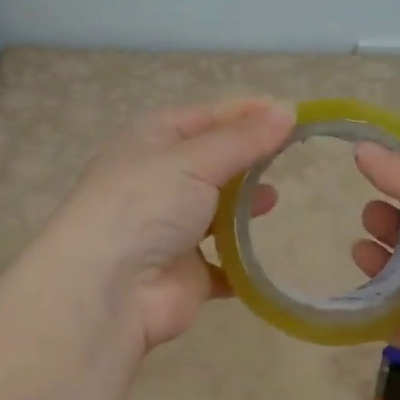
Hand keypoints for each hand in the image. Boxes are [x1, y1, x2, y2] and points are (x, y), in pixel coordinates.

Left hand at [51, 98, 295, 350]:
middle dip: (247, 161)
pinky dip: (244, 262)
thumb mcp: (194, 160)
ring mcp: (171, 231)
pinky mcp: (187, 274)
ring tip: (274, 200)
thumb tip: (287, 110)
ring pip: (217, 213)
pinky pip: (224, 265)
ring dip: (244, 207)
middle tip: (291, 157)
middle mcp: (158, 182)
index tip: (291, 116)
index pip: (206, 118)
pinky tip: (267, 253)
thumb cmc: (144, 206)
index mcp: (150, 142)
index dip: (246, 115)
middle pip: (213, 164)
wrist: (107, 289)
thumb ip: (243, 140)